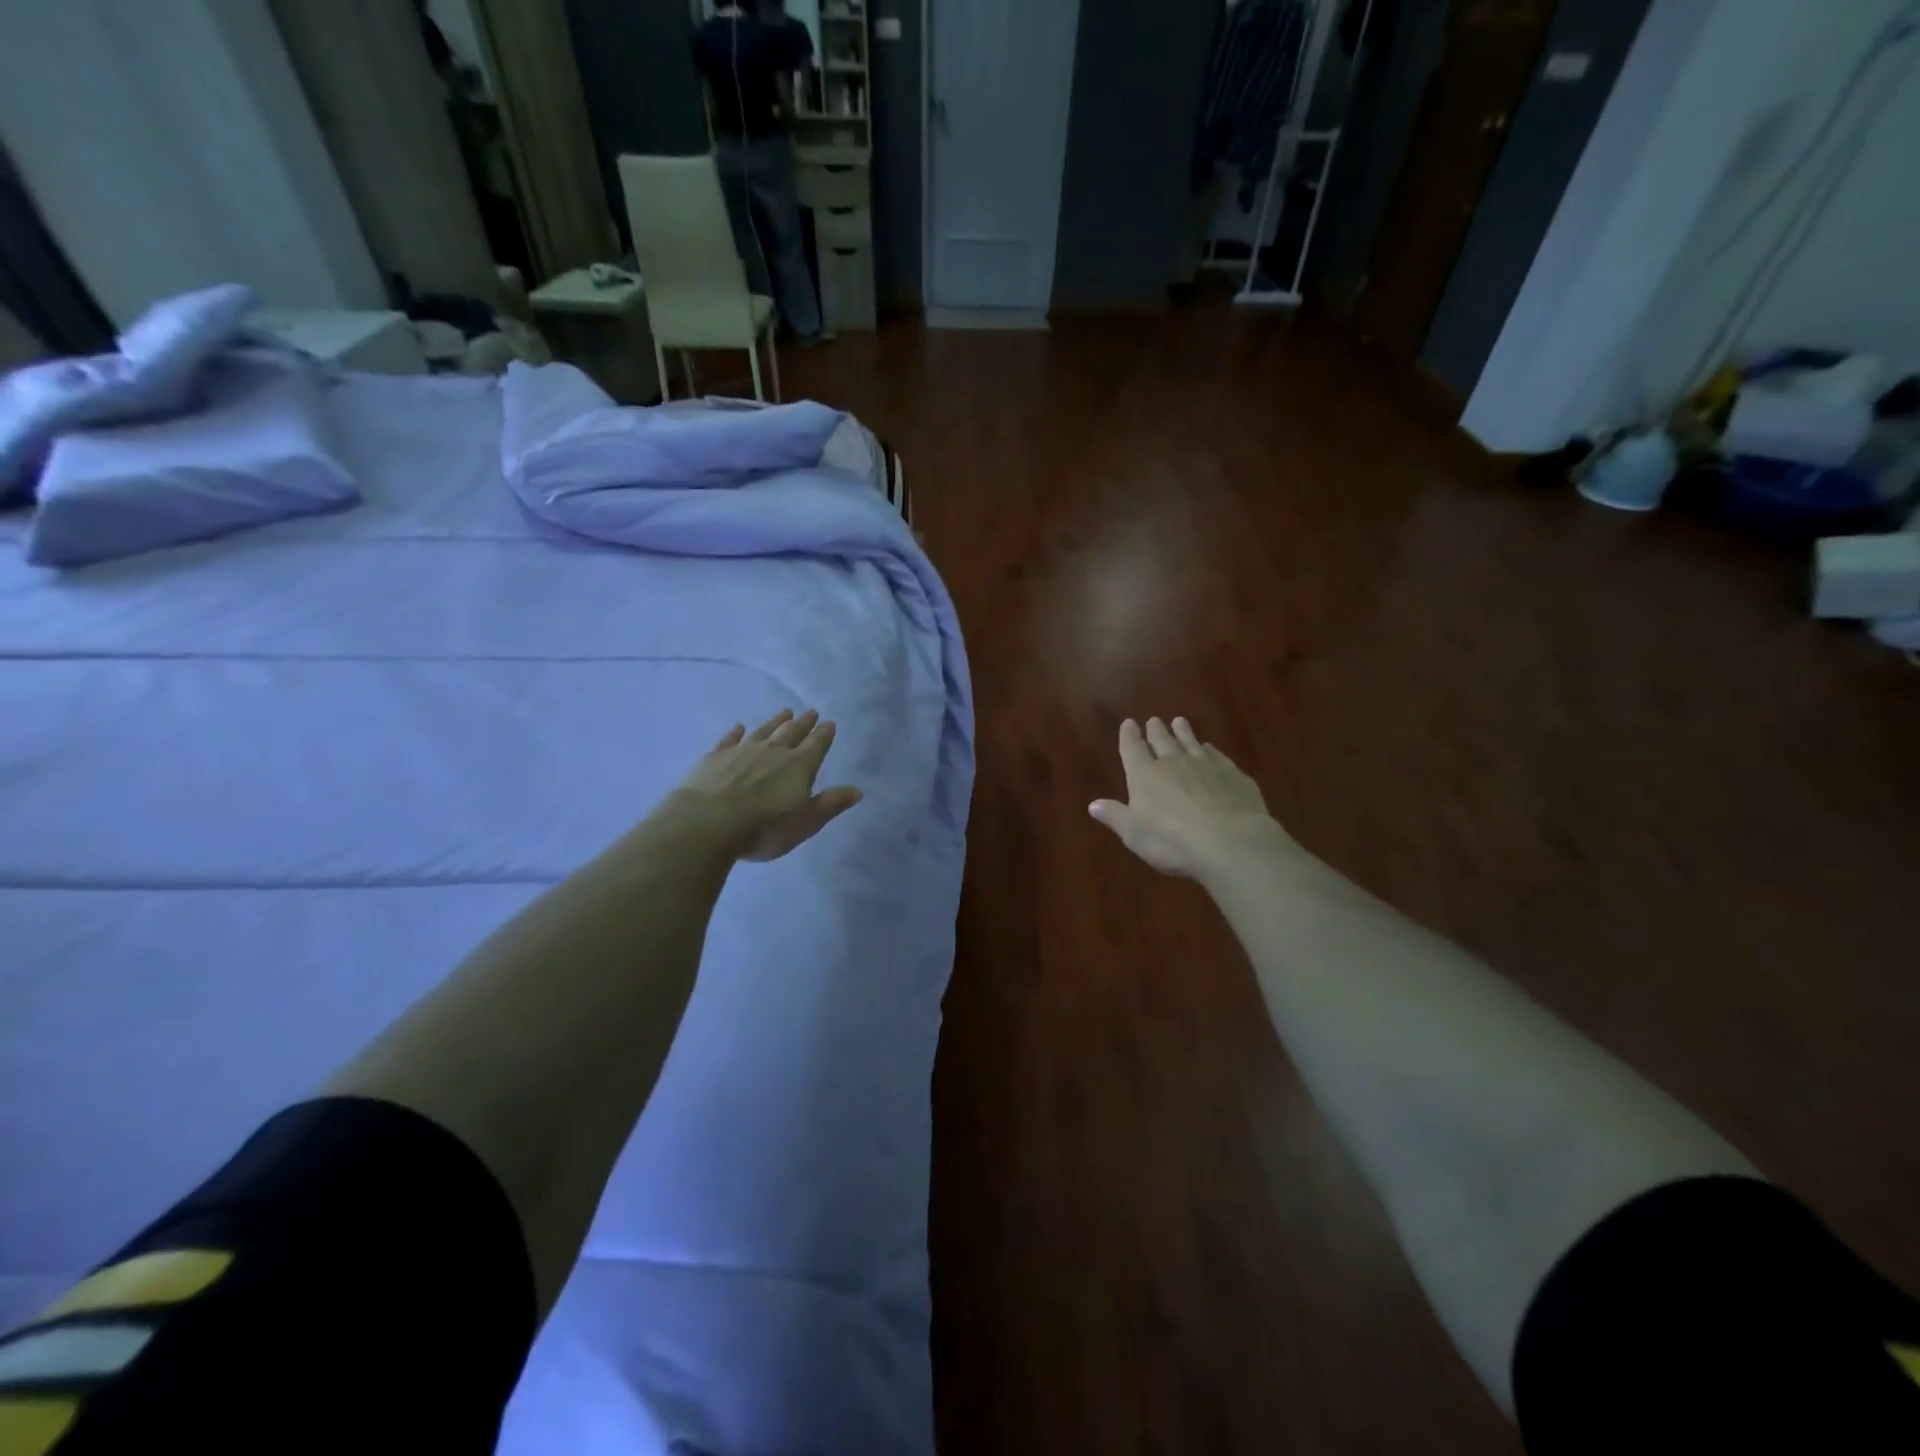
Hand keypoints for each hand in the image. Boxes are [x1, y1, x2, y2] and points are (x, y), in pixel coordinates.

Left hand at [671, 708, 863, 861]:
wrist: (707, 823)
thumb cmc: (764, 827)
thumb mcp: (806, 822)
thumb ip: (830, 804)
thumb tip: (857, 790)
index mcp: (799, 765)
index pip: (817, 745)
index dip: (825, 734)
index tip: (830, 723)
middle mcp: (774, 751)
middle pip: (792, 732)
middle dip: (803, 723)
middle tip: (810, 712)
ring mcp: (743, 750)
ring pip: (764, 730)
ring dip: (776, 721)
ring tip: (785, 712)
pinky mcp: (716, 756)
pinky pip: (730, 738)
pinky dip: (737, 731)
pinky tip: (739, 726)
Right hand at [1089, 717, 1289, 879]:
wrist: (1230, 841)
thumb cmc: (1172, 840)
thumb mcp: (1134, 834)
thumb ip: (1115, 816)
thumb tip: (1093, 805)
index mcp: (1145, 775)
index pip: (1133, 749)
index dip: (1129, 736)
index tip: (1128, 723)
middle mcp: (1174, 763)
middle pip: (1163, 742)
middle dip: (1156, 731)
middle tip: (1154, 720)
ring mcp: (1206, 766)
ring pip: (1191, 743)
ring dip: (1184, 732)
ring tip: (1180, 721)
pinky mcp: (1233, 775)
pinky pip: (1217, 756)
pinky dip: (1210, 751)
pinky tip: (1210, 749)